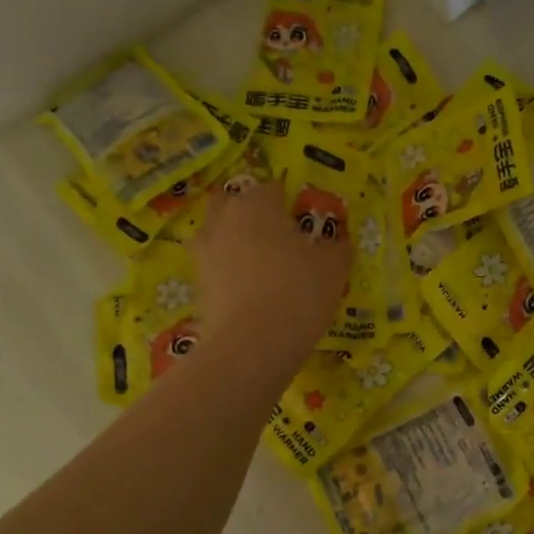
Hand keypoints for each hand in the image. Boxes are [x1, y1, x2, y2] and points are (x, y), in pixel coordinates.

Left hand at [190, 180, 352, 367]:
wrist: (252, 344)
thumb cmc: (298, 292)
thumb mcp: (334, 268)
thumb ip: (337, 247)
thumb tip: (337, 243)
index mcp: (257, 203)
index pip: (273, 188)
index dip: (290, 205)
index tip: (304, 226)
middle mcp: (223, 219)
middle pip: (234, 204)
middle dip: (251, 215)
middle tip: (277, 239)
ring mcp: (203, 252)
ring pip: (219, 236)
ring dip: (234, 243)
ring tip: (260, 268)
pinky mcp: (196, 285)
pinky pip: (214, 268)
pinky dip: (228, 275)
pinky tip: (249, 294)